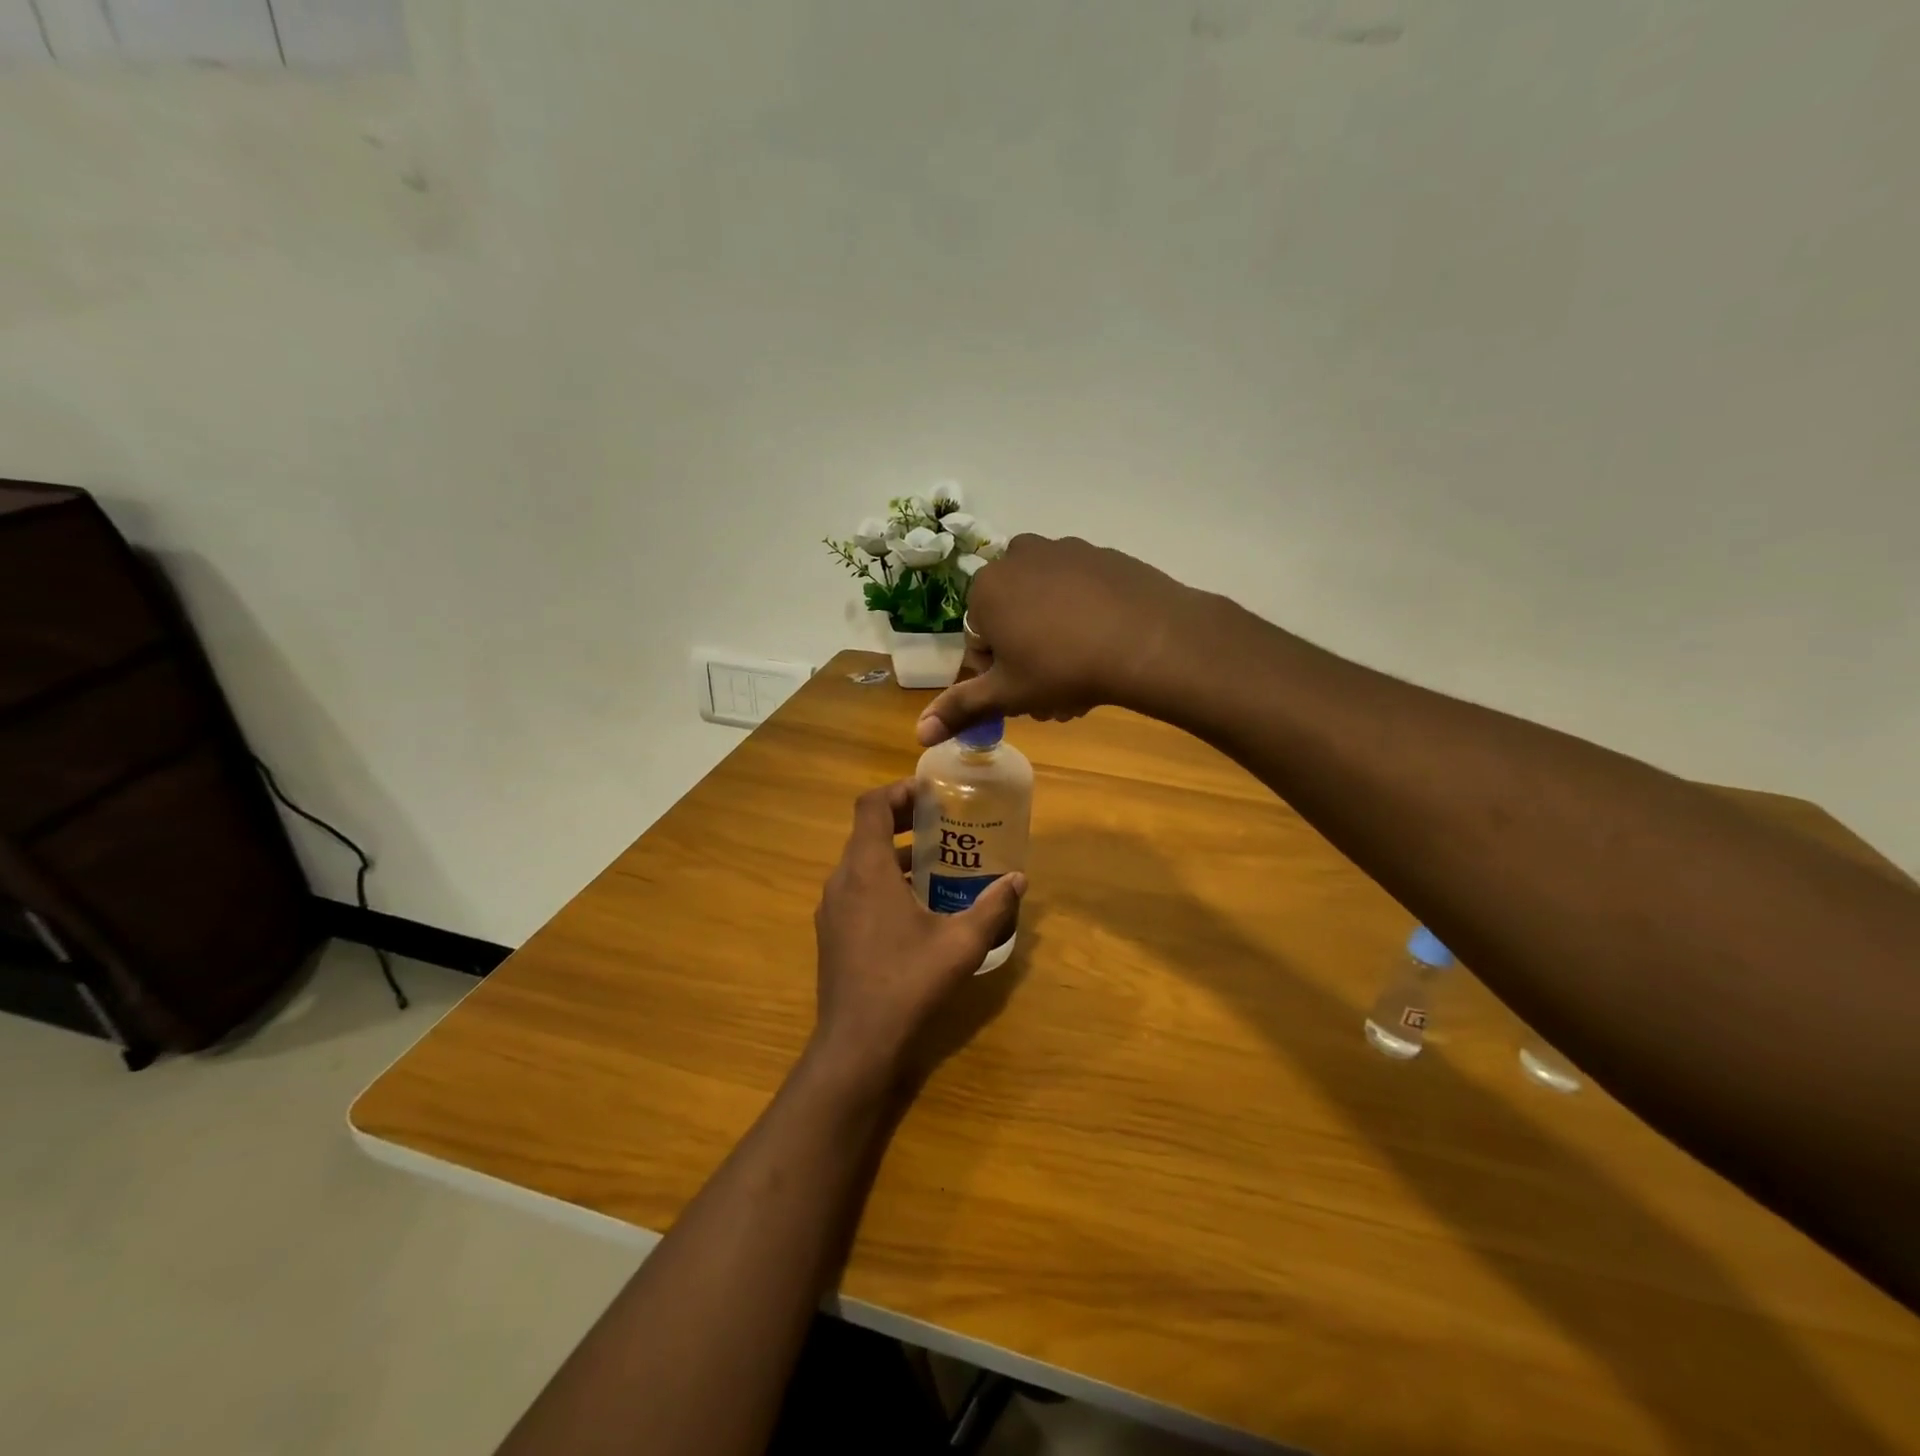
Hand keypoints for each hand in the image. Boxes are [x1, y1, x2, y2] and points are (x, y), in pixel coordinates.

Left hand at [809, 780, 1025, 1095]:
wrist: (857, 1044)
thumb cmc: (909, 982)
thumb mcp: (961, 944)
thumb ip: (992, 907)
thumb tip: (1019, 880)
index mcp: (866, 869)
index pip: (871, 805)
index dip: (899, 791)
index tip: (930, 794)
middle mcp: (841, 880)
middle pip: (866, 831)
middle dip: (903, 822)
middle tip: (942, 824)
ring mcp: (831, 909)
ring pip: (860, 863)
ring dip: (894, 855)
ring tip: (936, 864)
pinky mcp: (832, 933)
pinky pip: (855, 890)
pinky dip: (882, 882)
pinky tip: (915, 908)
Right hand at [916, 535, 1205, 745]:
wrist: (1148, 640)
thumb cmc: (1062, 668)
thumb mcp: (1008, 694)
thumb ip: (961, 709)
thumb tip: (919, 733)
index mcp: (986, 588)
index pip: (979, 639)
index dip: (998, 674)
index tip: (1023, 696)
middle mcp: (1019, 557)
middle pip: (1013, 620)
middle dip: (1027, 660)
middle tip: (1055, 695)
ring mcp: (1065, 551)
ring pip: (1046, 606)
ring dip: (1054, 642)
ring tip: (1082, 679)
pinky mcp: (1104, 555)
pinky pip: (1080, 592)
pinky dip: (1084, 618)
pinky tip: (1106, 648)